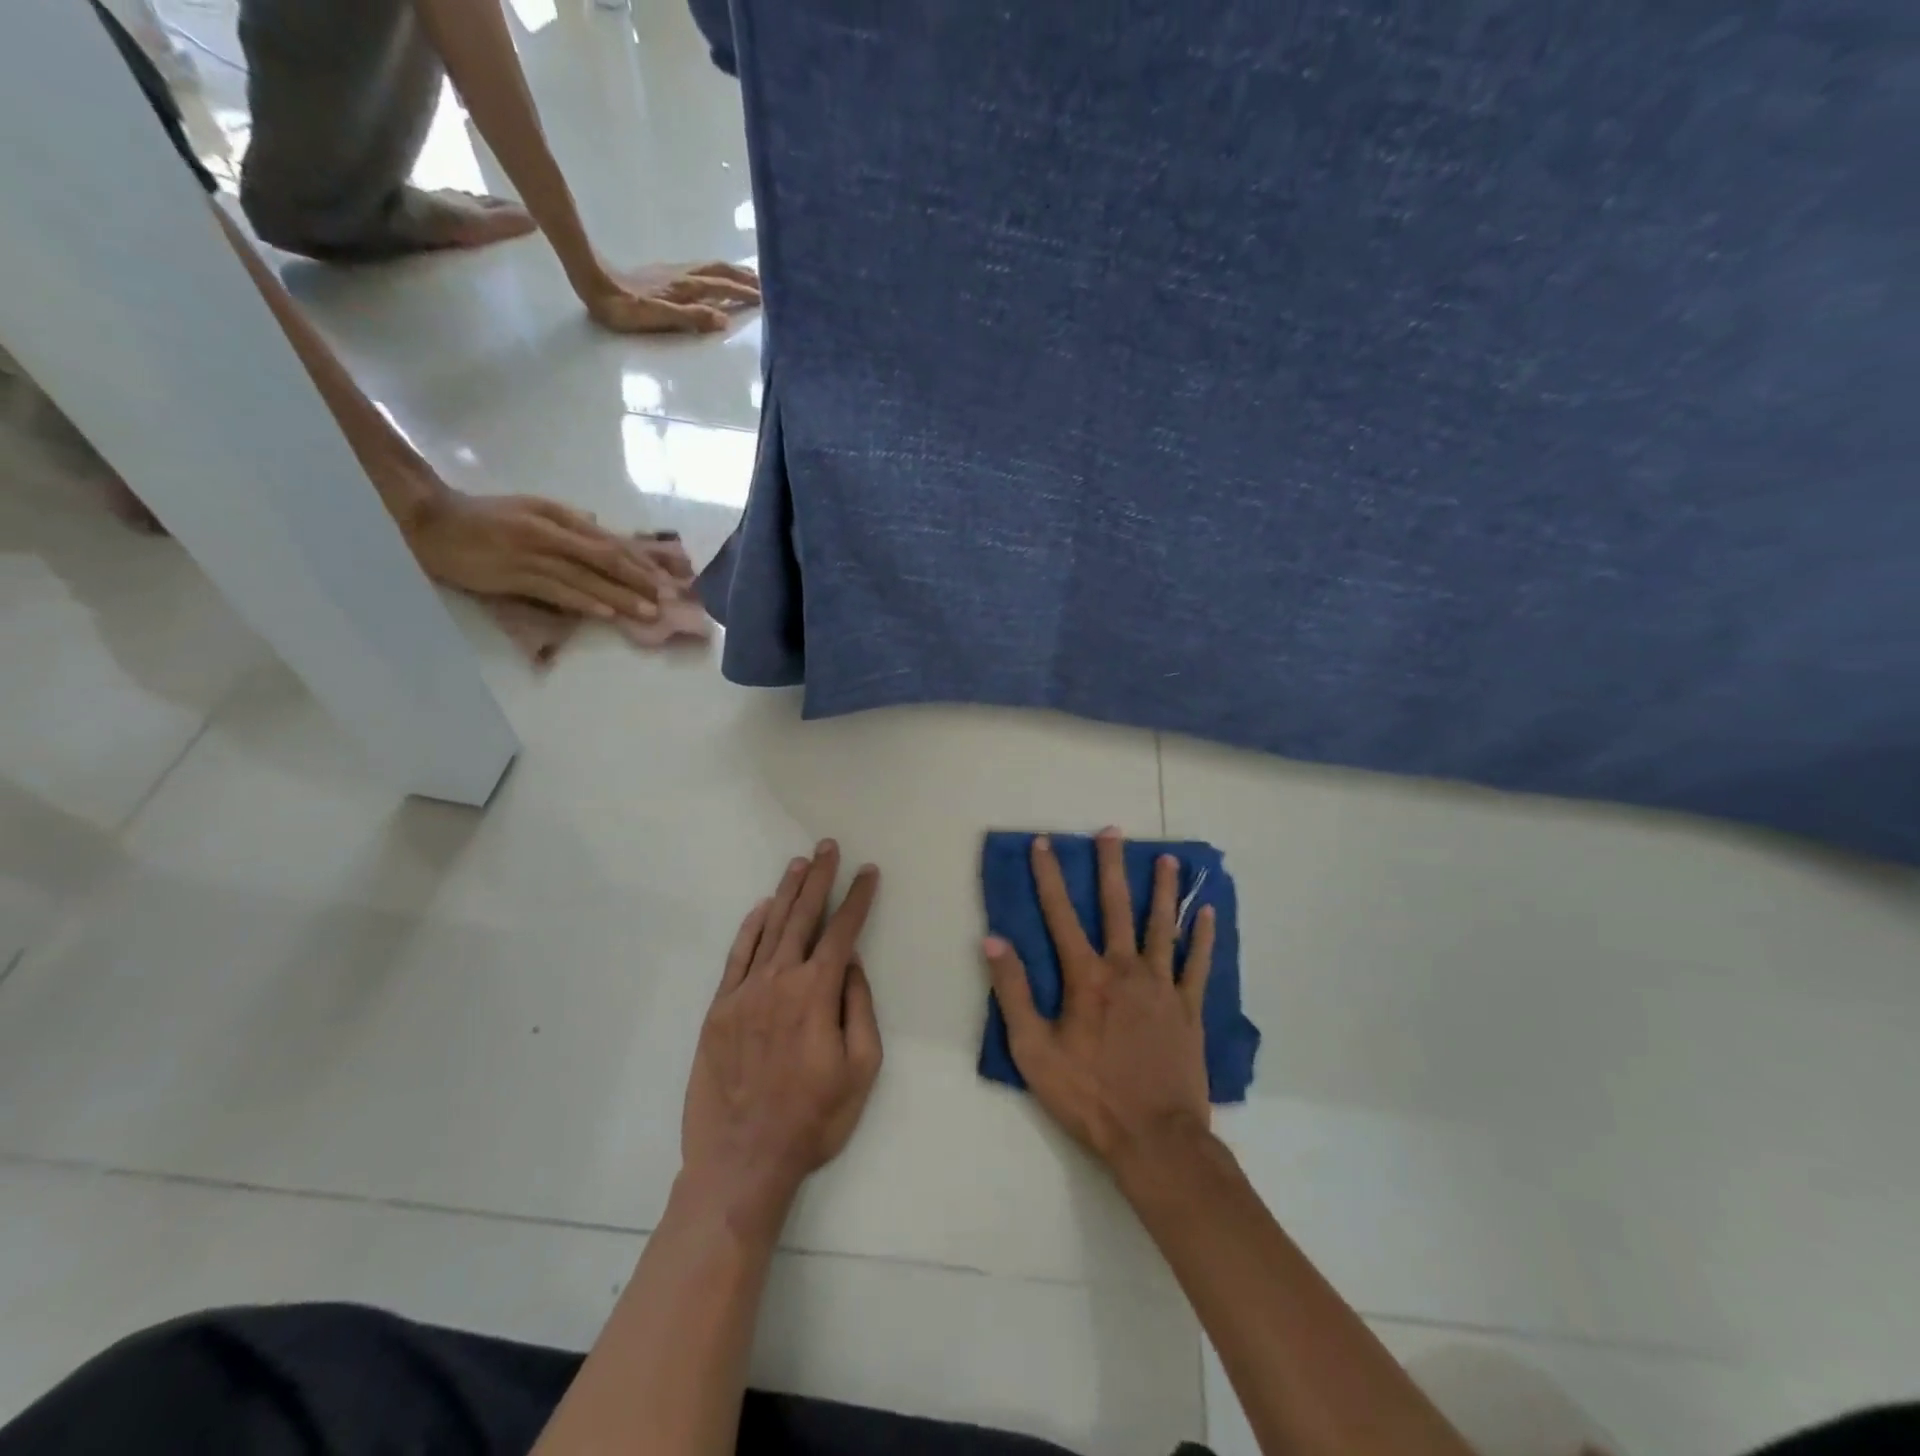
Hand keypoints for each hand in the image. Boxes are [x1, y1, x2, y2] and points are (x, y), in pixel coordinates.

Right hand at [405, 490, 669, 620]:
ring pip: (587, 579)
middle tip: (666, 598)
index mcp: (558, 516)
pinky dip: (585, 602)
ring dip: (620, 597)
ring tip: (648, 612)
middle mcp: (551, 533)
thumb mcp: (531, 509)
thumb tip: (601, 527)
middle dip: (639, 580)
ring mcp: (534, 556)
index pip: (608, 540)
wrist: (430, 522)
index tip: (663, 576)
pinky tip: (607, 613)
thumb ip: (568, 520)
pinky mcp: (516, 577)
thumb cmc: (484, 516)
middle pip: (605, 559)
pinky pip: (558, 592)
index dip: (639, 560)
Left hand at [580, 261, 760, 334]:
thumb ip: (692, 318)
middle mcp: (684, 277)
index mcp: (686, 289)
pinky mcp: (666, 273)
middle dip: (745, 278)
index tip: (769, 298)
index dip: (745, 293)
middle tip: (768, 284)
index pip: (723, 289)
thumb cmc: (624, 310)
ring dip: (734, 272)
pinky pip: (702, 270)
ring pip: (712, 268)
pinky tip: (718, 277)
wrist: (594, 284)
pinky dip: (718, 272)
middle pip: (721, 272)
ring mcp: (675, 272)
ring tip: (751, 277)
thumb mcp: (658, 318)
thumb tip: (725, 320)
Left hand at [681, 843, 882, 1232]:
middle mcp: (780, 980)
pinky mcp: (718, 1009)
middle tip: (827, 848)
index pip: (843, 932)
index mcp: (817, 993)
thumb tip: (853, 965)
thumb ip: (859, 1008)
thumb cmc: (813, 1119)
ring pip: (769, 929)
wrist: (741, 1162)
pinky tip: (761, 909)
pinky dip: (750, 928)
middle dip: (819, 879)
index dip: (858, 899)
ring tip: (799, 864)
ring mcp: (744, 992)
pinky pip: (736, 957)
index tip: (868, 872)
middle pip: (803, 917)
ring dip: (786, 893)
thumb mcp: (861, 1069)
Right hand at [983, 828, 1215, 1171]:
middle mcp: (1125, 969)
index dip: (1049, 876)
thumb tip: (993, 941)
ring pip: (1162, 926)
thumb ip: (1013, 992)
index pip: (1060, 915)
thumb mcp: (1033, 1050)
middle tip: (1111, 831)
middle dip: (1110, 866)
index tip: (1043, 843)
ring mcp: (1162, 987)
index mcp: (1086, 978)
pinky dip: (1202, 937)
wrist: (1154, 1138)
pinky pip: (1198, 964)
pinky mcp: (1189, 1009)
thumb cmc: (1088, 1096)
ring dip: (1162, 890)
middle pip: (1116, 907)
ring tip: (1165, 859)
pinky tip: (1207, 912)